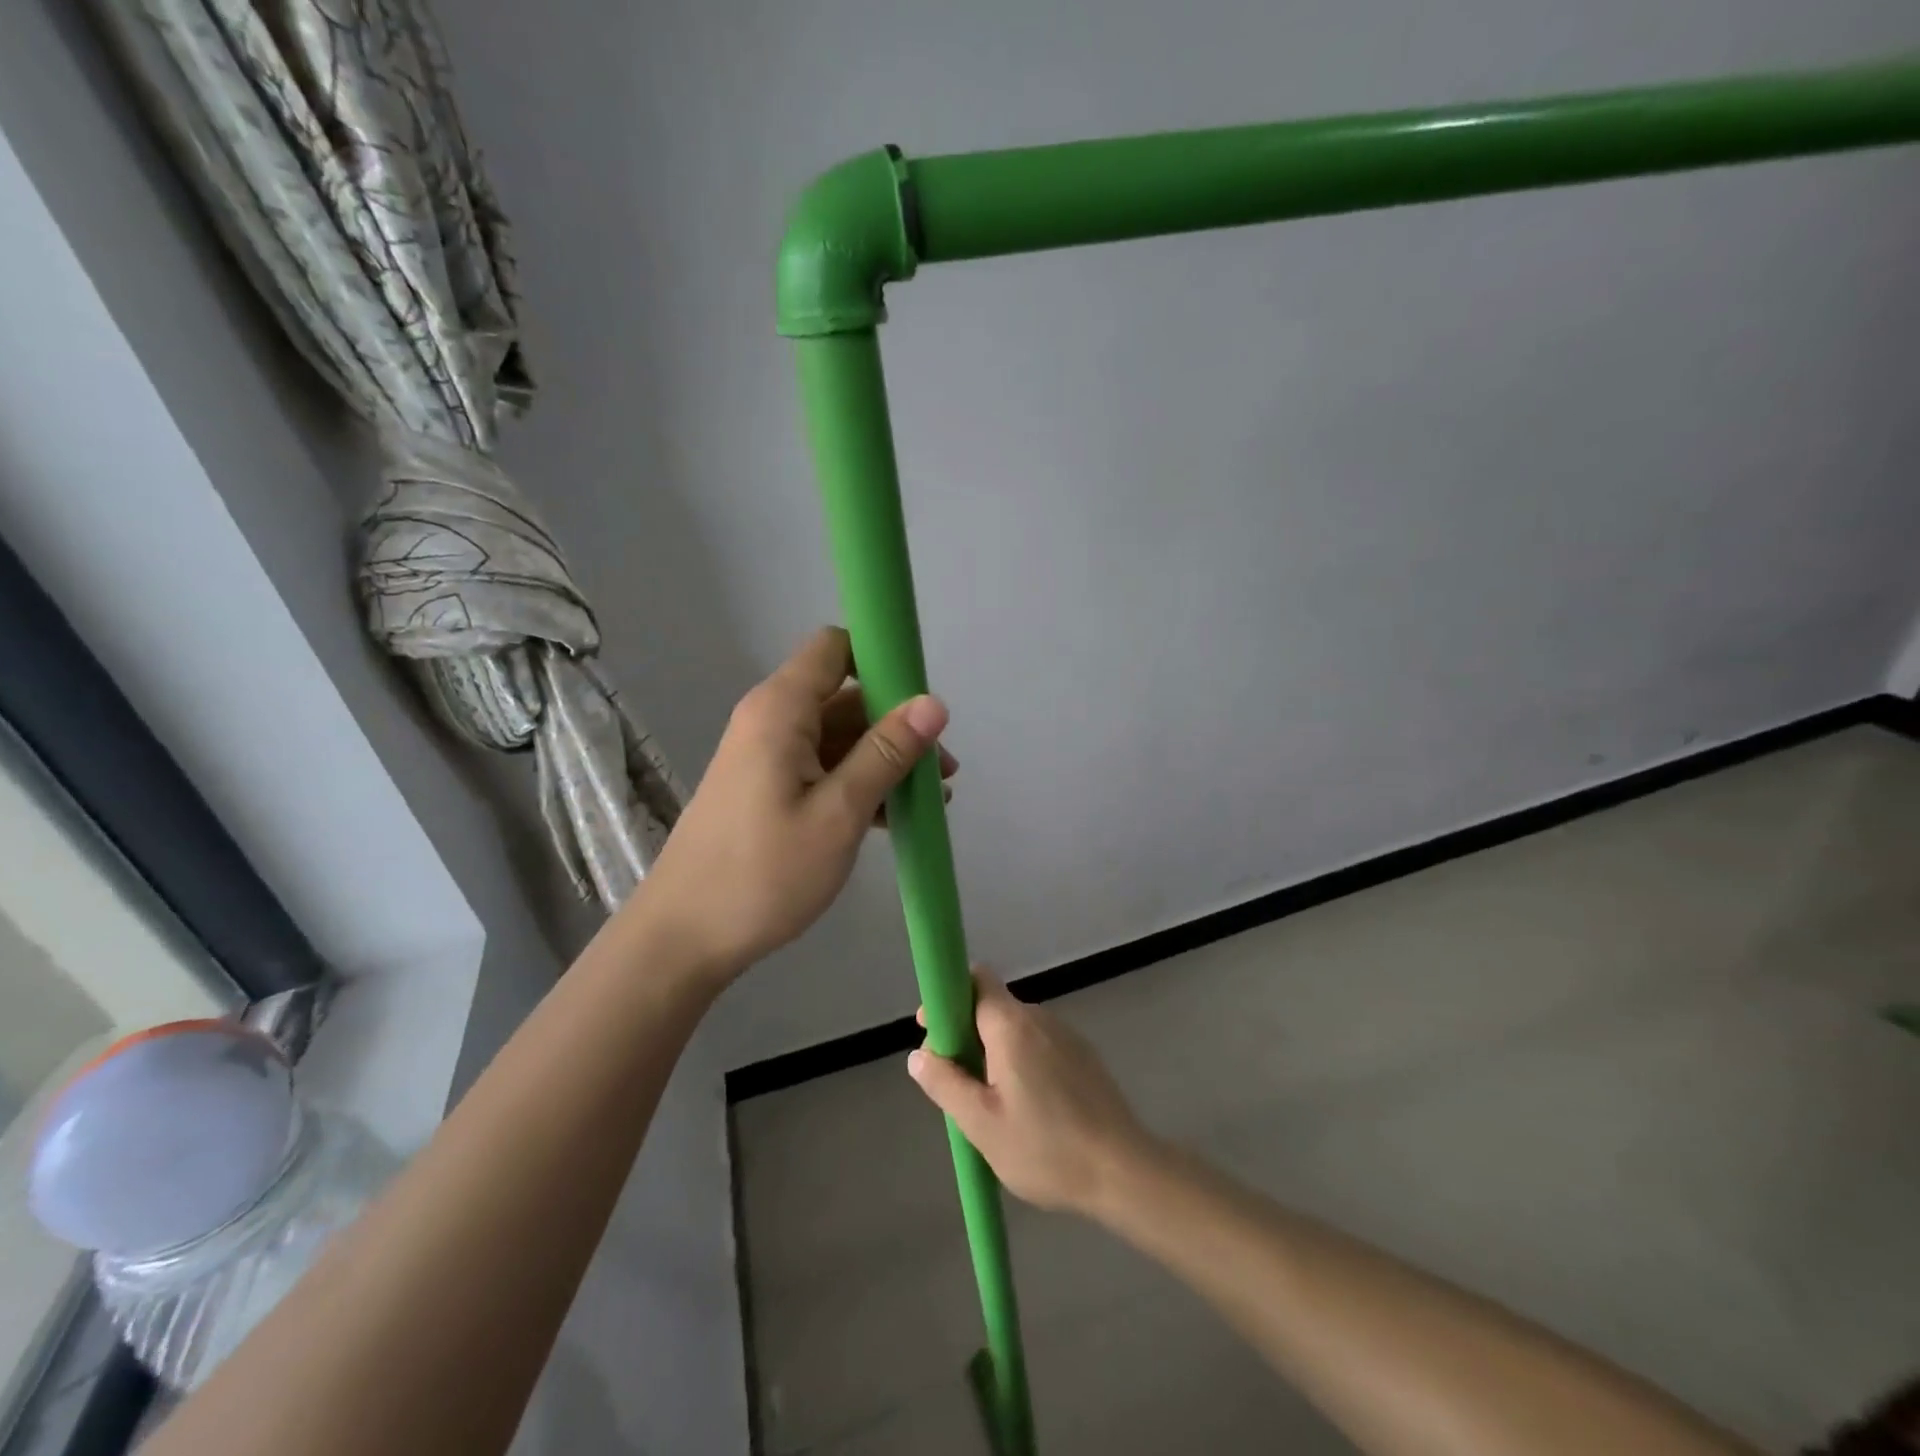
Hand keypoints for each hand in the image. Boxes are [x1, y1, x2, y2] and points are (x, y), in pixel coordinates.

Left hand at [636, 626, 955, 978]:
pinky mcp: (767, 789)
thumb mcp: (838, 813)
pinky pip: (823, 769)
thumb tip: (934, 702)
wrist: (684, 938)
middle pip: (846, 696)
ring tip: (931, 801)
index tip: (924, 700)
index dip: (883, 659)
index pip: (835, 647)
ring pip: (839, 737)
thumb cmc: (763, 873)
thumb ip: (886, 753)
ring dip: (885, 761)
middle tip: (943, 770)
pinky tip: (893, 820)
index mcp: (781, 709)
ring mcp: (768, 757)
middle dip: (897, 724)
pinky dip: (859, 784)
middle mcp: (771, 720)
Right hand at [907, 971, 1156, 1215]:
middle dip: (966, 1032)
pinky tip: (1024, 1108)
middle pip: (992, 1006)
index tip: (932, 1030)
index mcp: (1012, 1025)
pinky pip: (1038, 1045)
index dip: (948, 997)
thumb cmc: (1046, 1148)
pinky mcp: (1083, 1056)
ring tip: (988, 1104)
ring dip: (993, 1051)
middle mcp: (1040, 1018)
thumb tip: (919, 1055)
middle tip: (955, 1081)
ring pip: (1015, 1029)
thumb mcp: (982, 1125)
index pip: (976, 979)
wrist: (1124, 1171)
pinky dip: (1020, 1062)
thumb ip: (946, 1084)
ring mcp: (1066, 1036)